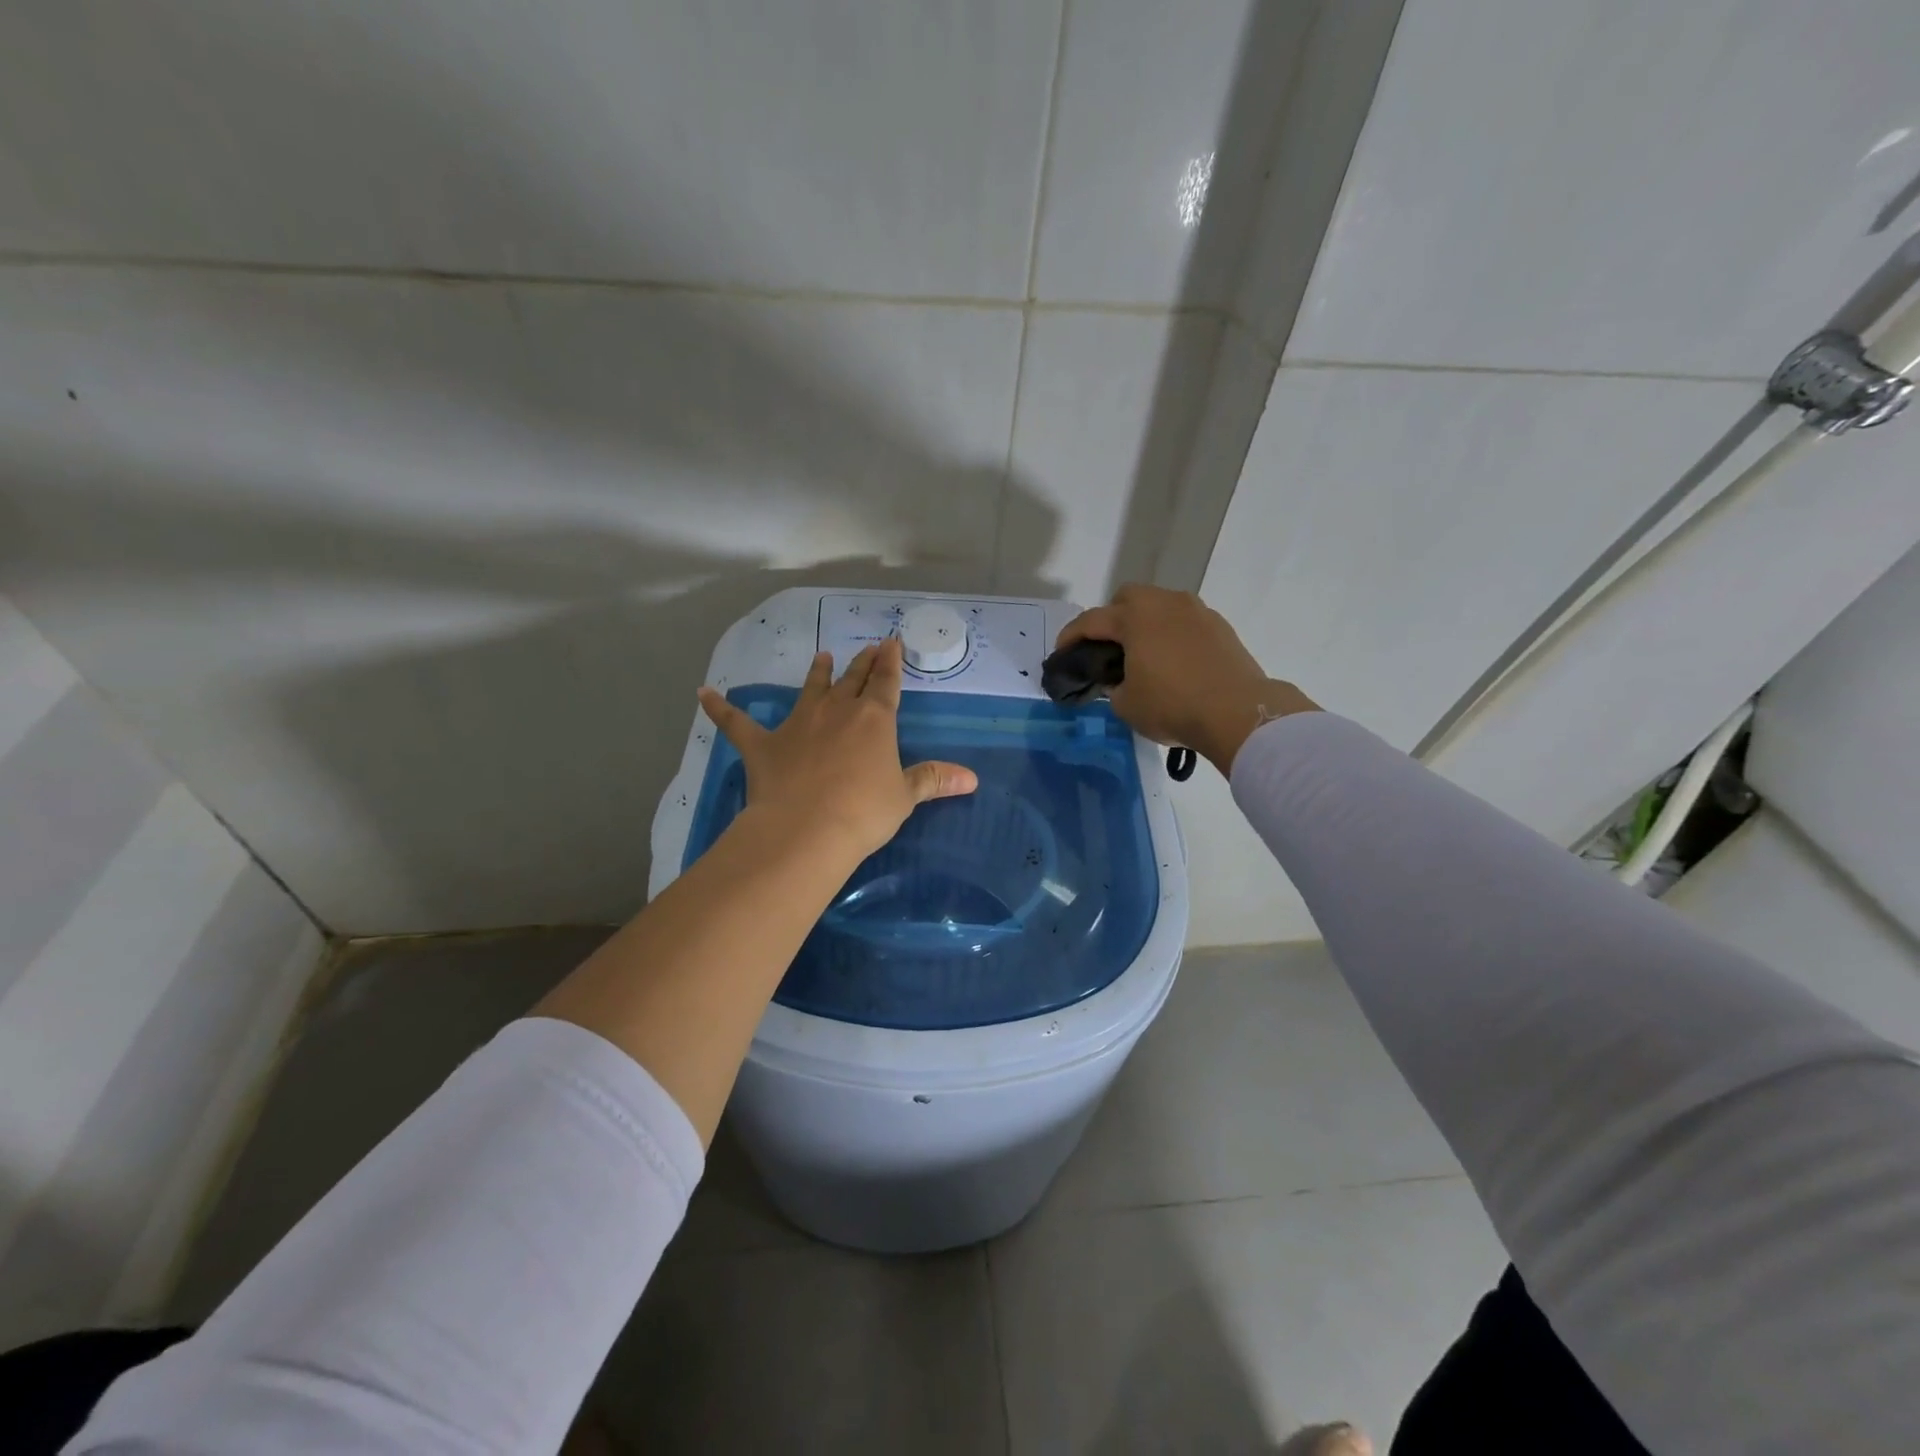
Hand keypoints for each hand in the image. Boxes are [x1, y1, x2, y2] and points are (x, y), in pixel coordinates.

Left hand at [697, 637, 976, 859]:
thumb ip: (934, 780)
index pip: (886, 682)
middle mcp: (836, 711)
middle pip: (852, 679)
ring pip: (810, 689)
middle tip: (867, 647)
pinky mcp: (763, 745)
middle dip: (862, 663)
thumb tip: (972, 778)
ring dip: (818, 673)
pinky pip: (737, 722)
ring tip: (822, 656)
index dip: (890, 662)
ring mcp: (797, 724)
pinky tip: (702, 692)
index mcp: (874, 719)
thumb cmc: (864, 812)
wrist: (807, 829)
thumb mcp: (904, 796)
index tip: (892, 641)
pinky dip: (719, 708)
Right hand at [1057, 584, 1317, 773]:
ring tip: (1143, 655)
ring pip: (1160, 606)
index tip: (1061, 654)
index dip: (1070, 637)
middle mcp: (1165, 604)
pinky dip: (1172, 634)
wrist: (1238, 712)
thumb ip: (1113, 685)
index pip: (1091, 620)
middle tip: (1108, 648)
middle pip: (1128, 597)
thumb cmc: (1173, 706)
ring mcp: (1197, 612)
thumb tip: (1118, 678)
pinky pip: (1185, 621)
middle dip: (1112, 617)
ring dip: (1145, 624)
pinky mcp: (1220, 626)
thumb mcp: (1127, 704)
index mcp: (1135, 618)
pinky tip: (1173, 662)